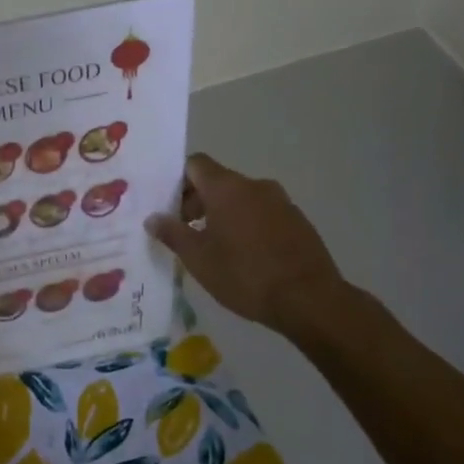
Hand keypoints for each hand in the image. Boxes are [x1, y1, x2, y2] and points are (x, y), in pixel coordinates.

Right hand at [146, 153, 346, 333]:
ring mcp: (281, 202)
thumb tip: (153, 218)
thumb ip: (172, 233)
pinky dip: (247, 224)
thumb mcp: (198, 258)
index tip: (167, 206)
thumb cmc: (245, 274)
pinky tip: (244, 255)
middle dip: (197, 201)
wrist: (310, 299)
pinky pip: (262, 213)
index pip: (195, 164)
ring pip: (241, 198)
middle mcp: (255, 186)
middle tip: (184, 232)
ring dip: (222, 214)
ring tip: (214, 247)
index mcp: (227, 188)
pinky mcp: (298, 221)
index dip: (177, 180)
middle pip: (217, 181)